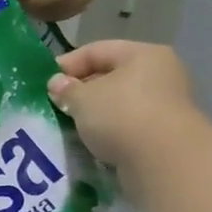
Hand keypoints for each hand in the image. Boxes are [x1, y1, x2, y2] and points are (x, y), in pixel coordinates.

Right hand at [47, 40, 202, 173]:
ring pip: (120, 103)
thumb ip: (66, 89)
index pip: (97, 50)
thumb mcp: (83, 99)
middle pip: (111, 76)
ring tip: (71, 125)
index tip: (45, 83)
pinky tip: (93, 142)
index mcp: (143, 54)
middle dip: (82, 90)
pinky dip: (110, 131)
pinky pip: (130, 125)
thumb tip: (57, 83)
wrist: (164, 161)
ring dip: (96, 113)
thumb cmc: (121, 115)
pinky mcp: (166, 133)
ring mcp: (167, 105)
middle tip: (57, 105)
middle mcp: (160, 74)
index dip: (67, 64)